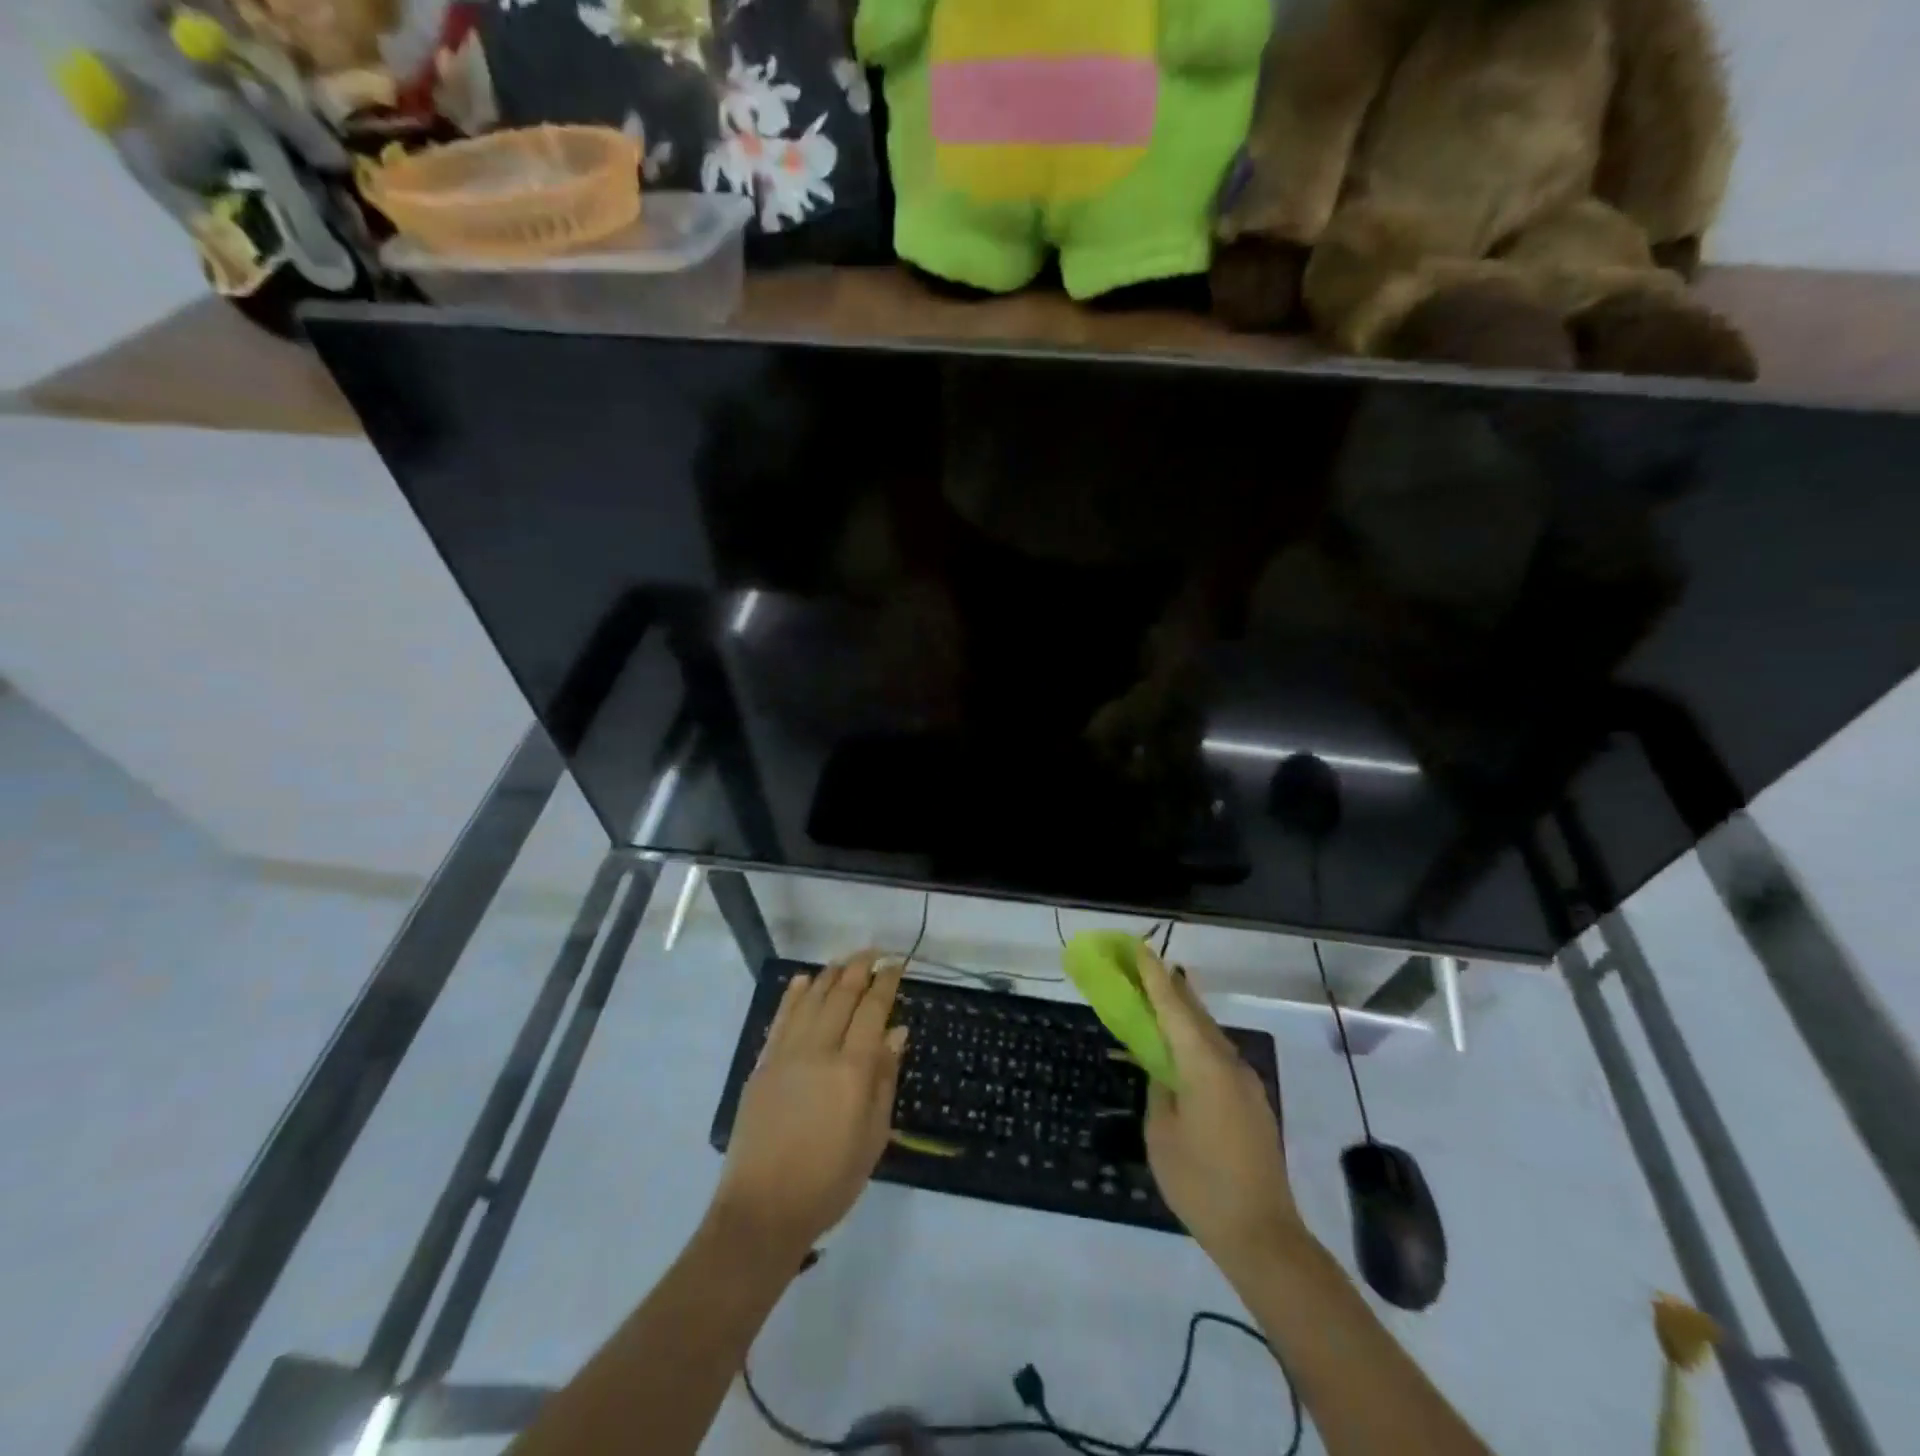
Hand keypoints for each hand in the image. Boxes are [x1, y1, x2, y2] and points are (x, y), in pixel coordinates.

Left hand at [711, 951, 906, 1259]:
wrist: (763, 1210)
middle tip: (874, 953)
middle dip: (860, 968)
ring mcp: (786, 1054)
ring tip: (845, 960)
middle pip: (842, 995)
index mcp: (853, 1070)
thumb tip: (896, 1031)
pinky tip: (804, 981)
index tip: (897, 964)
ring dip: (830, 974)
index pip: (872, 1010)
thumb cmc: (830, 1180)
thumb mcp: (873, 1136)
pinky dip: (794, 995)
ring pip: (811, 999)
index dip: (886, 983)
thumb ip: (885, 1078)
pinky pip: (781, 1018)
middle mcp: (820, 1051)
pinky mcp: (763, 1064)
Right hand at [1137, 944, 1303, 1276]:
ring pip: (1209, 1035)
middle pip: (1196, 1013)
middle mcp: (1230, 1063)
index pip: (1174, 1007)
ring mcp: (1246, 1083)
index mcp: (1204, 1065)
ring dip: (1184, 1015)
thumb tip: (1163, 1069)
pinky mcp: (1252, 1103)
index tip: (1140, 948)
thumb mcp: (1161, 1133)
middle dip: (1170, 987)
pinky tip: (1180, 1053)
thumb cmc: (1200, 1183)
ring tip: (1157, 1002)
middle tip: (1143, 967)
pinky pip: (1218, 1058)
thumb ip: (1159, 1089)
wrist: (1262, 1236)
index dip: (1154, 976)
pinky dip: (1195, 1044)